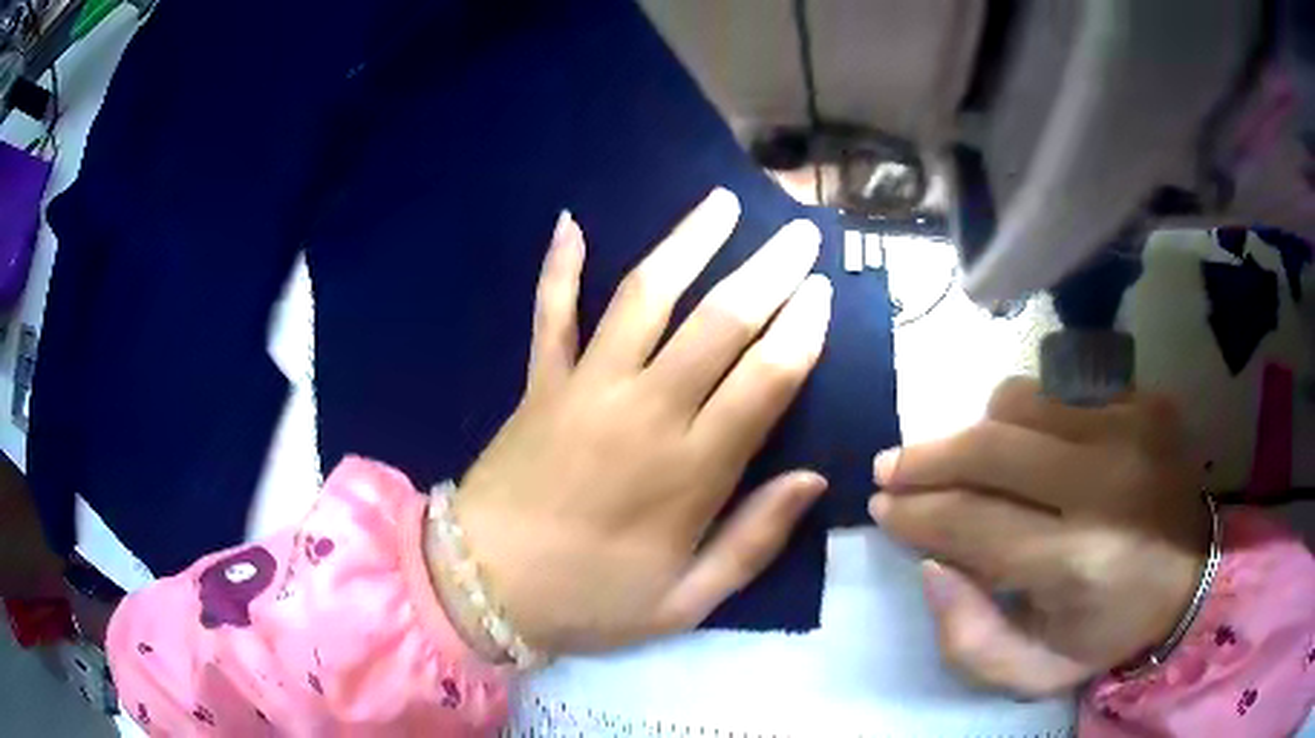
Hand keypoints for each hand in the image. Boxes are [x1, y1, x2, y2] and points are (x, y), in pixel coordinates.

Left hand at [439, 188, 832, 657]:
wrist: (482, 588)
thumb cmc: (589, 601)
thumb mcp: (687, 601)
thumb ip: (754, 541)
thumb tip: (814, 479)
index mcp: (690, 471)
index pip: (766, 378)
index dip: (802, 329)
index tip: (823, 292)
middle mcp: (644, 411)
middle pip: (719, 322)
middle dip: (768, 271)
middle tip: (800, 233)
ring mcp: (585, 387)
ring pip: (645, 297)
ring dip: (687, 244)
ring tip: (722, 204)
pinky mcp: (539, 383)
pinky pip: (551, 313)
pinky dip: (559, 268)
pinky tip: (571, 223)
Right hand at [870, 377, 1210, 696]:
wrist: (1193, 575)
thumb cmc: (1109, 631)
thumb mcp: (1032, 672)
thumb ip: (967, 637)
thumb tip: (931, 563)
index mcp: (1077, 564)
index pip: (973, 522)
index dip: (917, 514)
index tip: (882, 508)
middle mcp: (1104, 484)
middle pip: (990, 448)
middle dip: (927, 458)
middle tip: (890, 468)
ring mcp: (1129, 428)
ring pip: (1018, 403)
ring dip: (977, 433)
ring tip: (966, 462)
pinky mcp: (1143, 400)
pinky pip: (1058, 391)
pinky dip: (1027, 418)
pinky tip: (1029, 450)